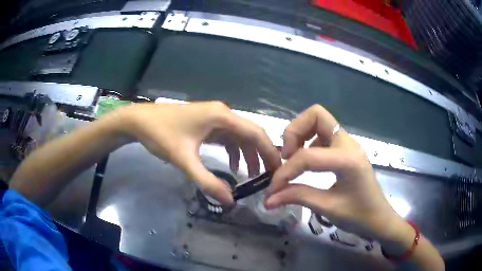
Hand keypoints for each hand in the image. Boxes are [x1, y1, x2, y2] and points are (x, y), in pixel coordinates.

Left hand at [117, 101, 281, 205]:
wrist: (140, 121)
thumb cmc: (161, 135)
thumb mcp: (185, 160)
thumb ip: (207, 181)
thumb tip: (230, 201)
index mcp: (222, 116)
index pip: (256, 133)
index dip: (269, 152)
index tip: (278, 170)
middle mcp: (223, 114)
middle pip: (251, 134)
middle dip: (262, 155)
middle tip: (270, 176)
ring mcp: (215, 118)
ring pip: (240, 136)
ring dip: (248, 155)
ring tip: (252, 176)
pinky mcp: (207, 124)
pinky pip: (228, 138)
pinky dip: (234, 152)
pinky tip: (233, 166)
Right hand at [265, 105, 402, 240]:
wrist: (379, 218)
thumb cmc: (358, 216)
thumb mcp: (328, 208)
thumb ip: (298, 197)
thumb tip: (269, 199)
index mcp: (348, 159)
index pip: (308, 156)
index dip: (286, 171)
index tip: (274, 188)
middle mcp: (348, 143)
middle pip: (316, 115)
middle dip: (294, 131)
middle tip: (287, 156)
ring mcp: (348, 144)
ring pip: (319, 120)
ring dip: (301, 134)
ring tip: (293, 158)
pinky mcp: (346, 149)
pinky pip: (324, 133)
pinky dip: (309, 141)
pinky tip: (308, 161)